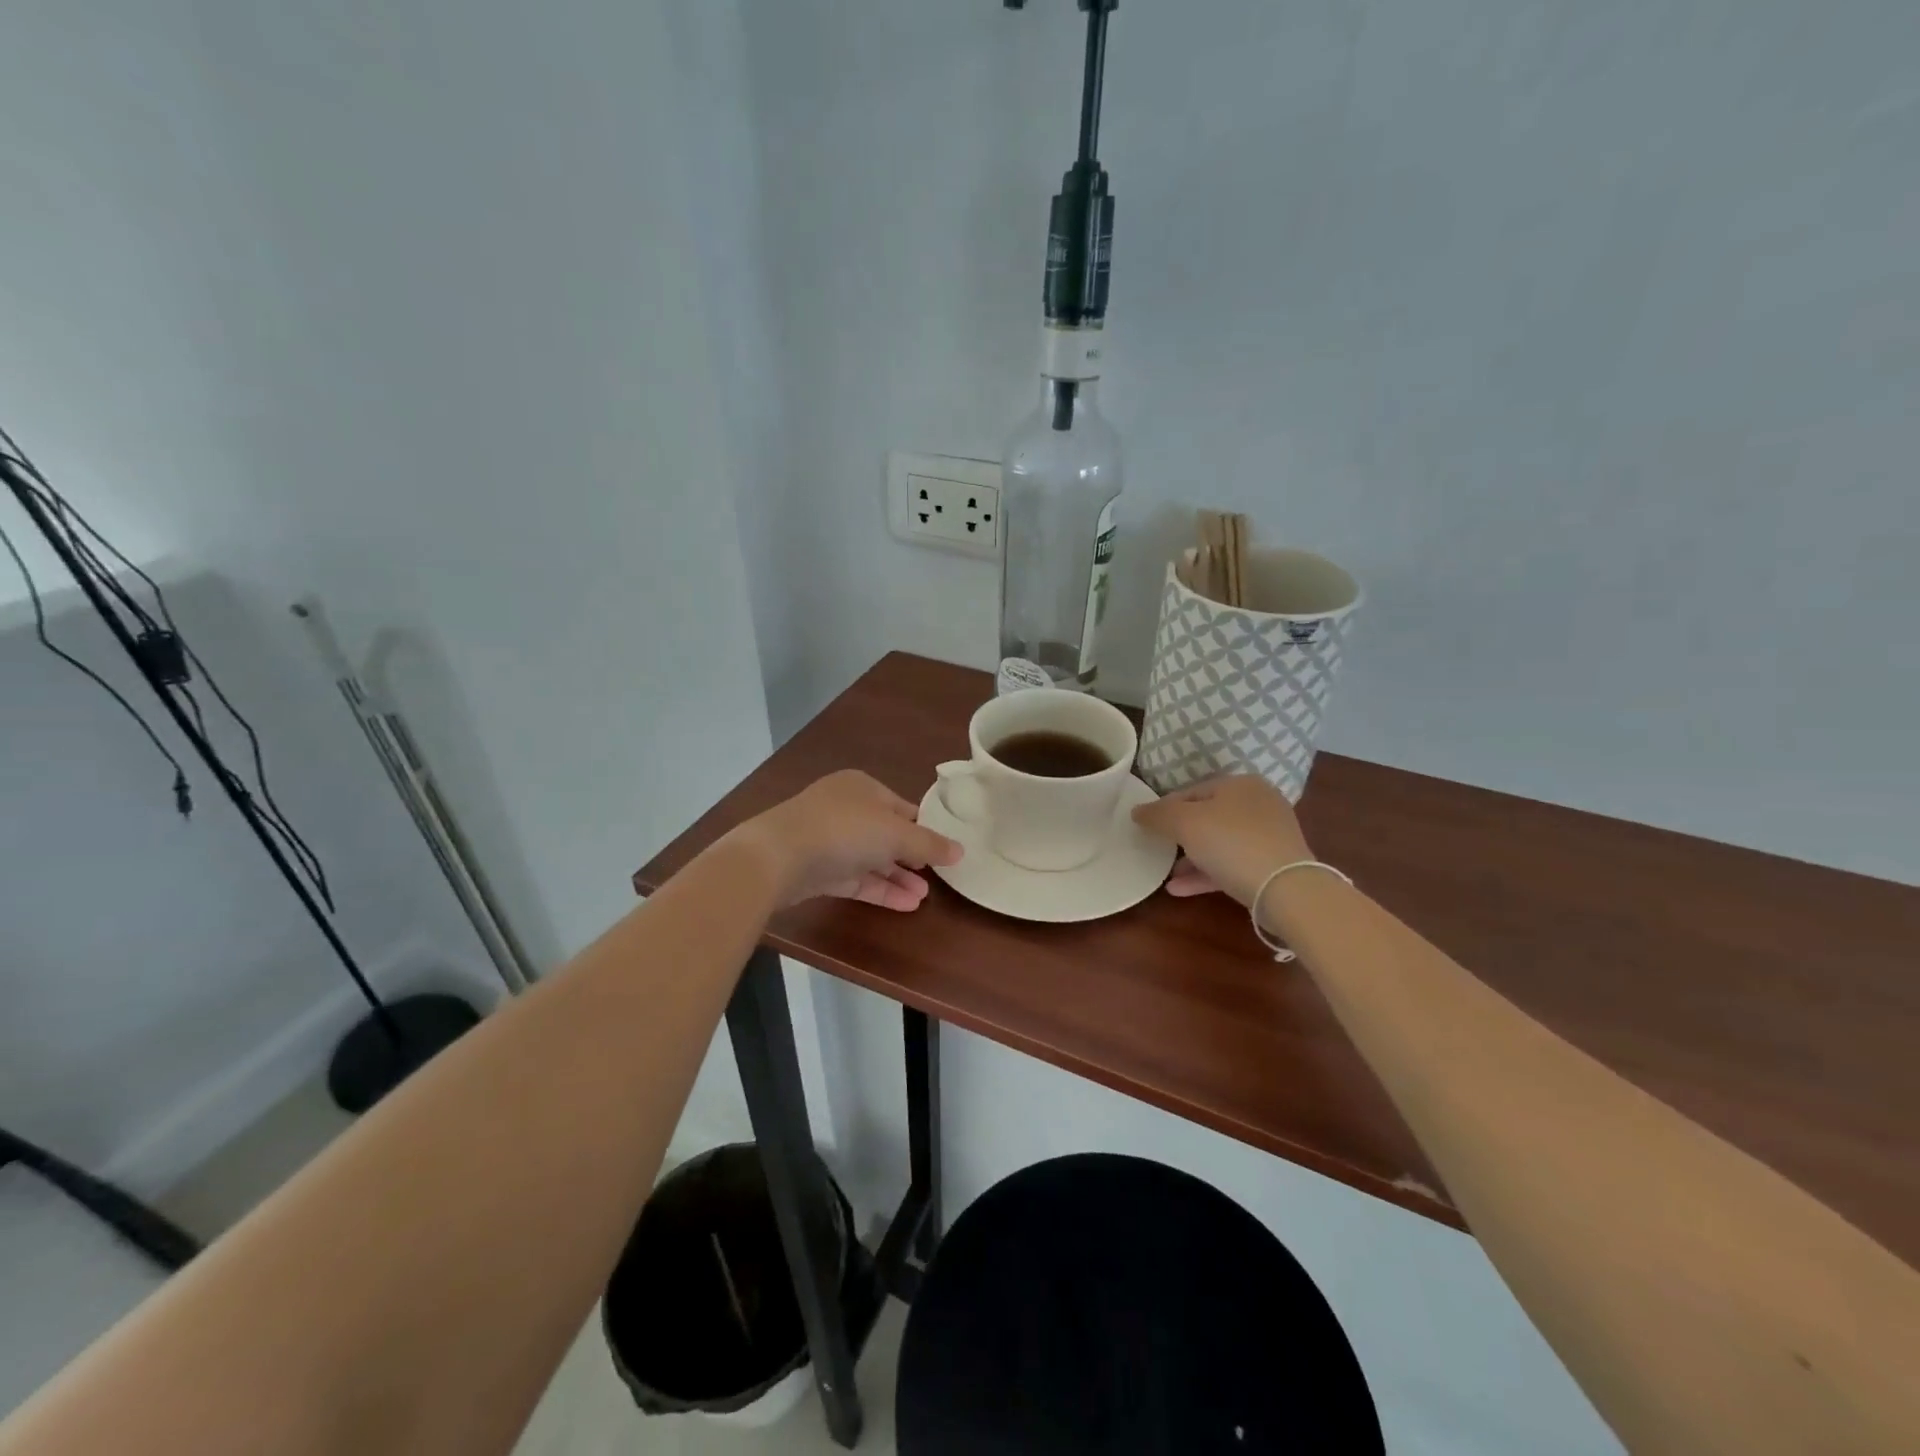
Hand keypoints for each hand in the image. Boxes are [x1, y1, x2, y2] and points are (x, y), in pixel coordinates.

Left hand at [729, 770, 962, 911]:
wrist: (777, 857)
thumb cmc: (844, 830)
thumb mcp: (895, 834)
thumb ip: (929, 844)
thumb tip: (960, 850)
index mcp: (863, 787)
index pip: (902, 807)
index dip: (924, 828)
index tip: (944, 850)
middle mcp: (845, 809)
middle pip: (886, 834)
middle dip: (912, 857)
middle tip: (936, 878)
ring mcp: (828, 840)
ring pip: (870, 859)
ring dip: (898, 877)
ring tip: (924, 898)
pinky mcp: (817, 870)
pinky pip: (856, 879)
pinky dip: (879, 890)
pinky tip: (906, 905)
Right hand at [1132, 775, 1310, 905]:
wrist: (1286, 889)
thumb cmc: (1231, 843)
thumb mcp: (1185, 823)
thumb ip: (1157, 814)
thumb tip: (1136, 810)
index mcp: (1240, 784)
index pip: (1192, 790)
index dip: (1165, 807)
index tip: (1146, 827)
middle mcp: (1258, 803)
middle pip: (1208, 817)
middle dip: (1179, 835)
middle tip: (1157, 849)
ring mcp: (1269, 836)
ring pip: (1220, 843)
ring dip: (1191, 858)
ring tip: (1165, 875)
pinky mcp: (1274, 866)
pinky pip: (1232, 865)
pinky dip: (1206, 874)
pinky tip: (1178, 889)